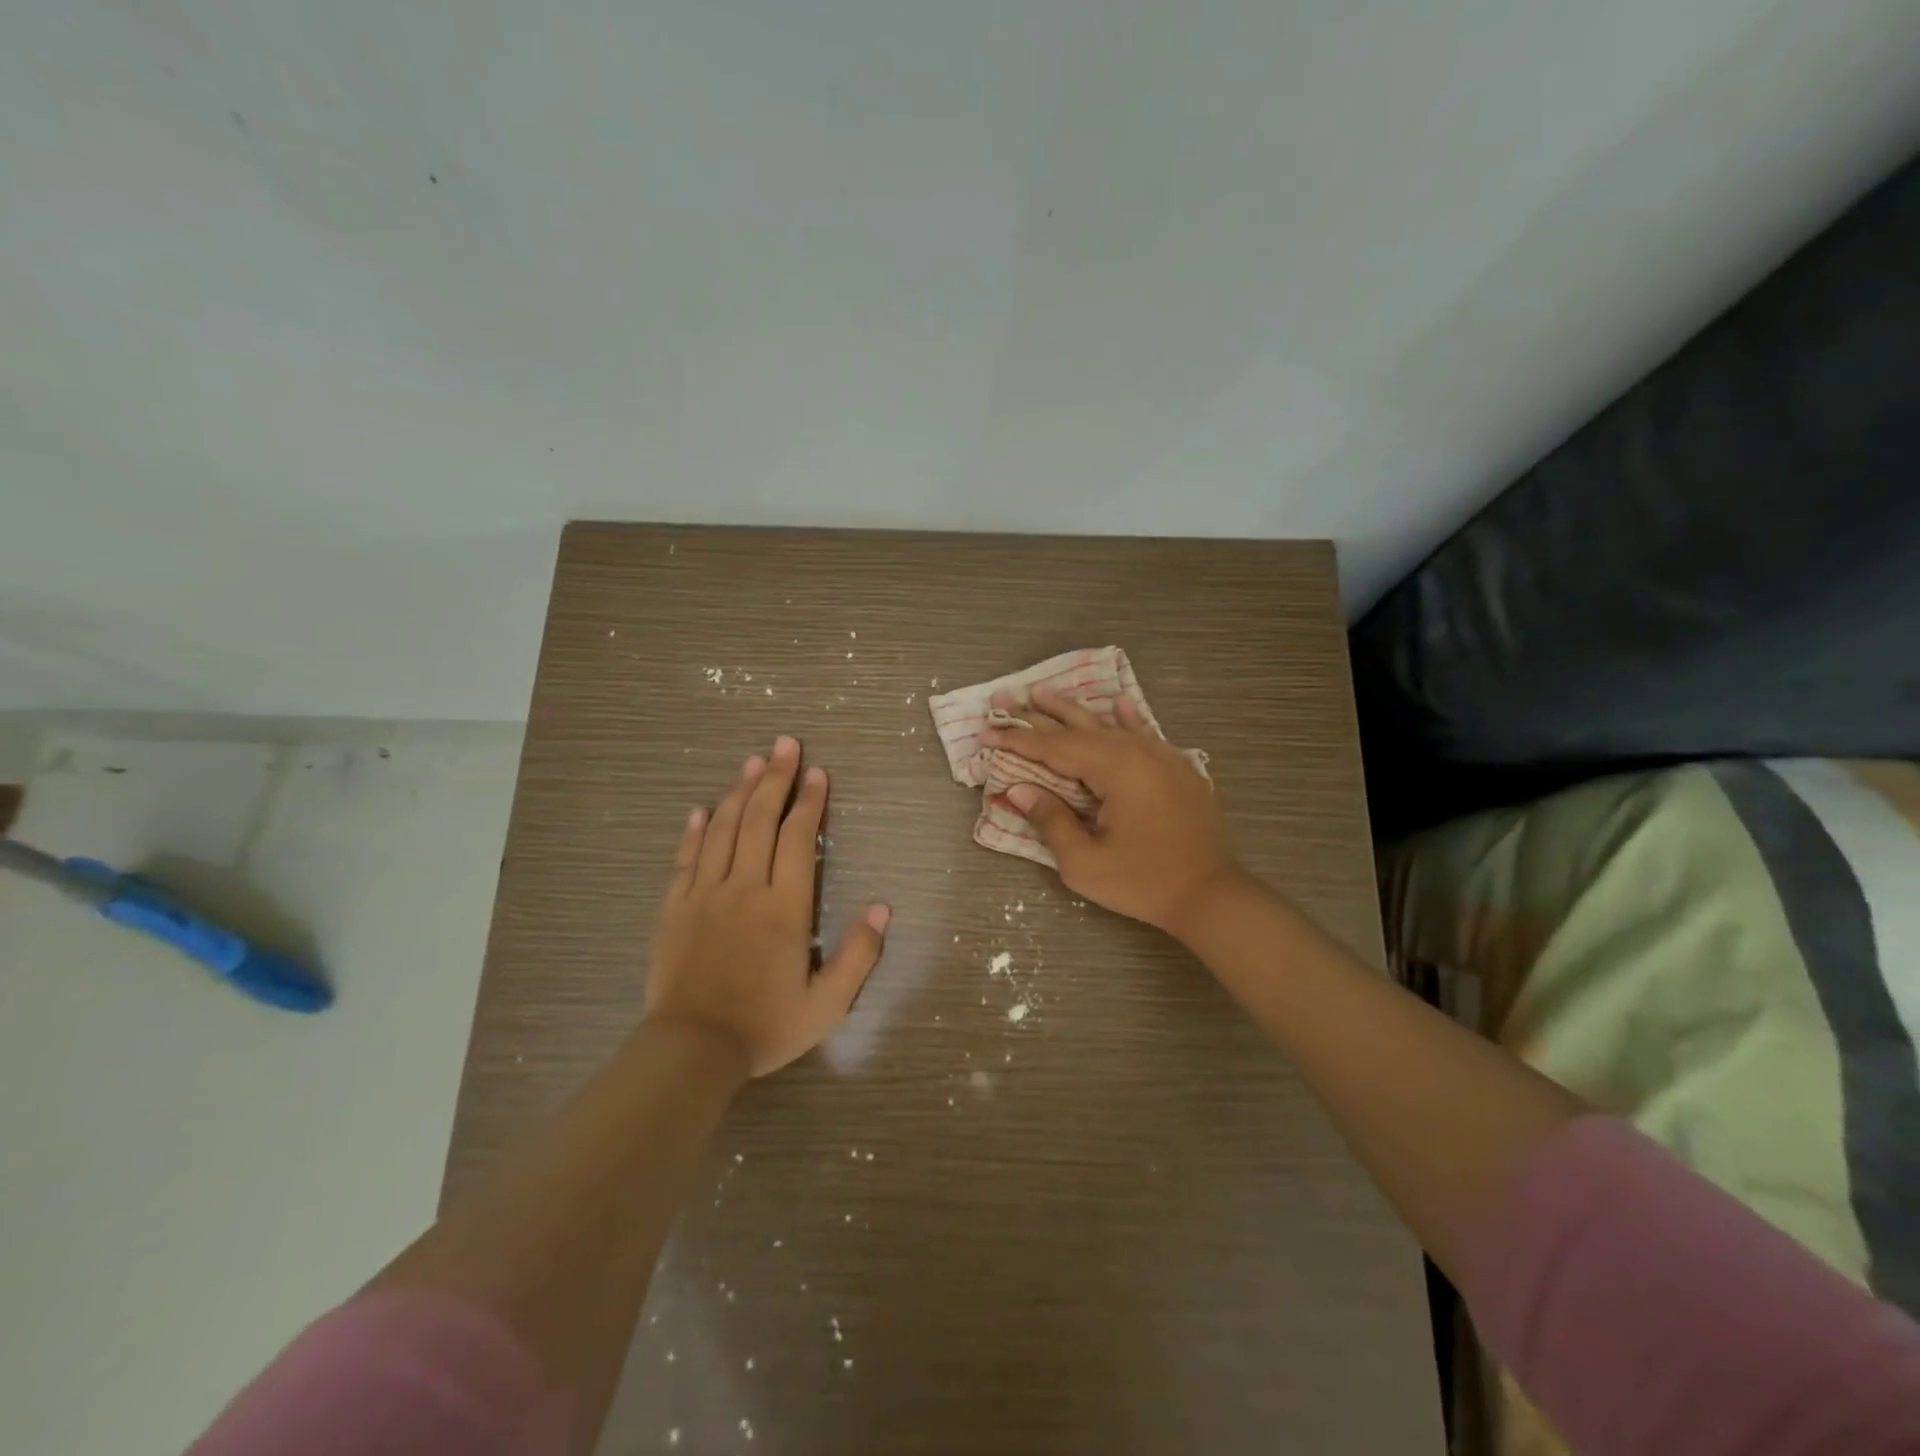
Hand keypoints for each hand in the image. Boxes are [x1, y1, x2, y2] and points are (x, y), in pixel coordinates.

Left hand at [645, 736, 889, 1076]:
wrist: (692, 1050)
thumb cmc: (765, 1026)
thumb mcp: (827, 1003)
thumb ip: (859, 954)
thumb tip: (882, 908)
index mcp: (784, 907)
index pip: (799, 839)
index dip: (810, 801)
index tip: (817, 772)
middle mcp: (745, 889)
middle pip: (761, 820)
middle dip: (776, 778)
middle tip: (785, 744)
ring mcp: (705, 895)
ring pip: (724, 830)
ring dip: (740, 792)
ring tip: (752, 761)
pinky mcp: (674, 908)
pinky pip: (686, 859)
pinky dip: (695, 830)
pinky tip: (701, 808)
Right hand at [986, 687, 1241, 939]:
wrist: (1210, 894)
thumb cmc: (1142, 882)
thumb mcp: (1084, 862)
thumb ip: (1051, 820)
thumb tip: (1020, 790)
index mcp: (1114, 769)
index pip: (1055, 748)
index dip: (1018, 741)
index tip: (987, 734)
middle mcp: (1137, 752)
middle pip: (1079, 727)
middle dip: (1038, 715)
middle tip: (1006, 698)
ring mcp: (1161, 757)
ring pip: (1109, 724)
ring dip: (1074, 710)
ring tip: (1044, 692)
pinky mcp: (1177, 769)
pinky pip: (1146, 733)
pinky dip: (1128, 717)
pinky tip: (1118, 702)